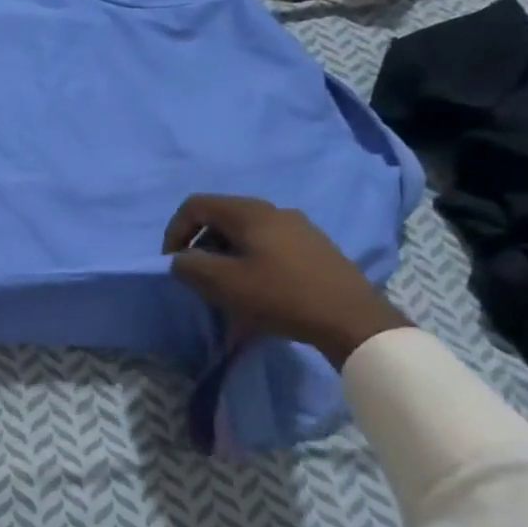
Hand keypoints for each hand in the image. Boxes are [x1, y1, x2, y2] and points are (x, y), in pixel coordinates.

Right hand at [163, 195, 410, 367]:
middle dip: (200, 246)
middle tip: (198, 278)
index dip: (175, 231)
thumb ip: (189, 266)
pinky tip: (259, 292)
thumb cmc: (281, 296)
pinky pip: (269, 247)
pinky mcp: (315, 249)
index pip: (195, 205)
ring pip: (245, 234)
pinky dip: (251, 263)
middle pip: (221, 218)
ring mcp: (299, 228)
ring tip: (227, 289)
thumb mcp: (223, 284)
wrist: (354, 321)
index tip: (174, 263)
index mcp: (249, 211)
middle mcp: (274, 210)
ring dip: (225, 257)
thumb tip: (180, 260)